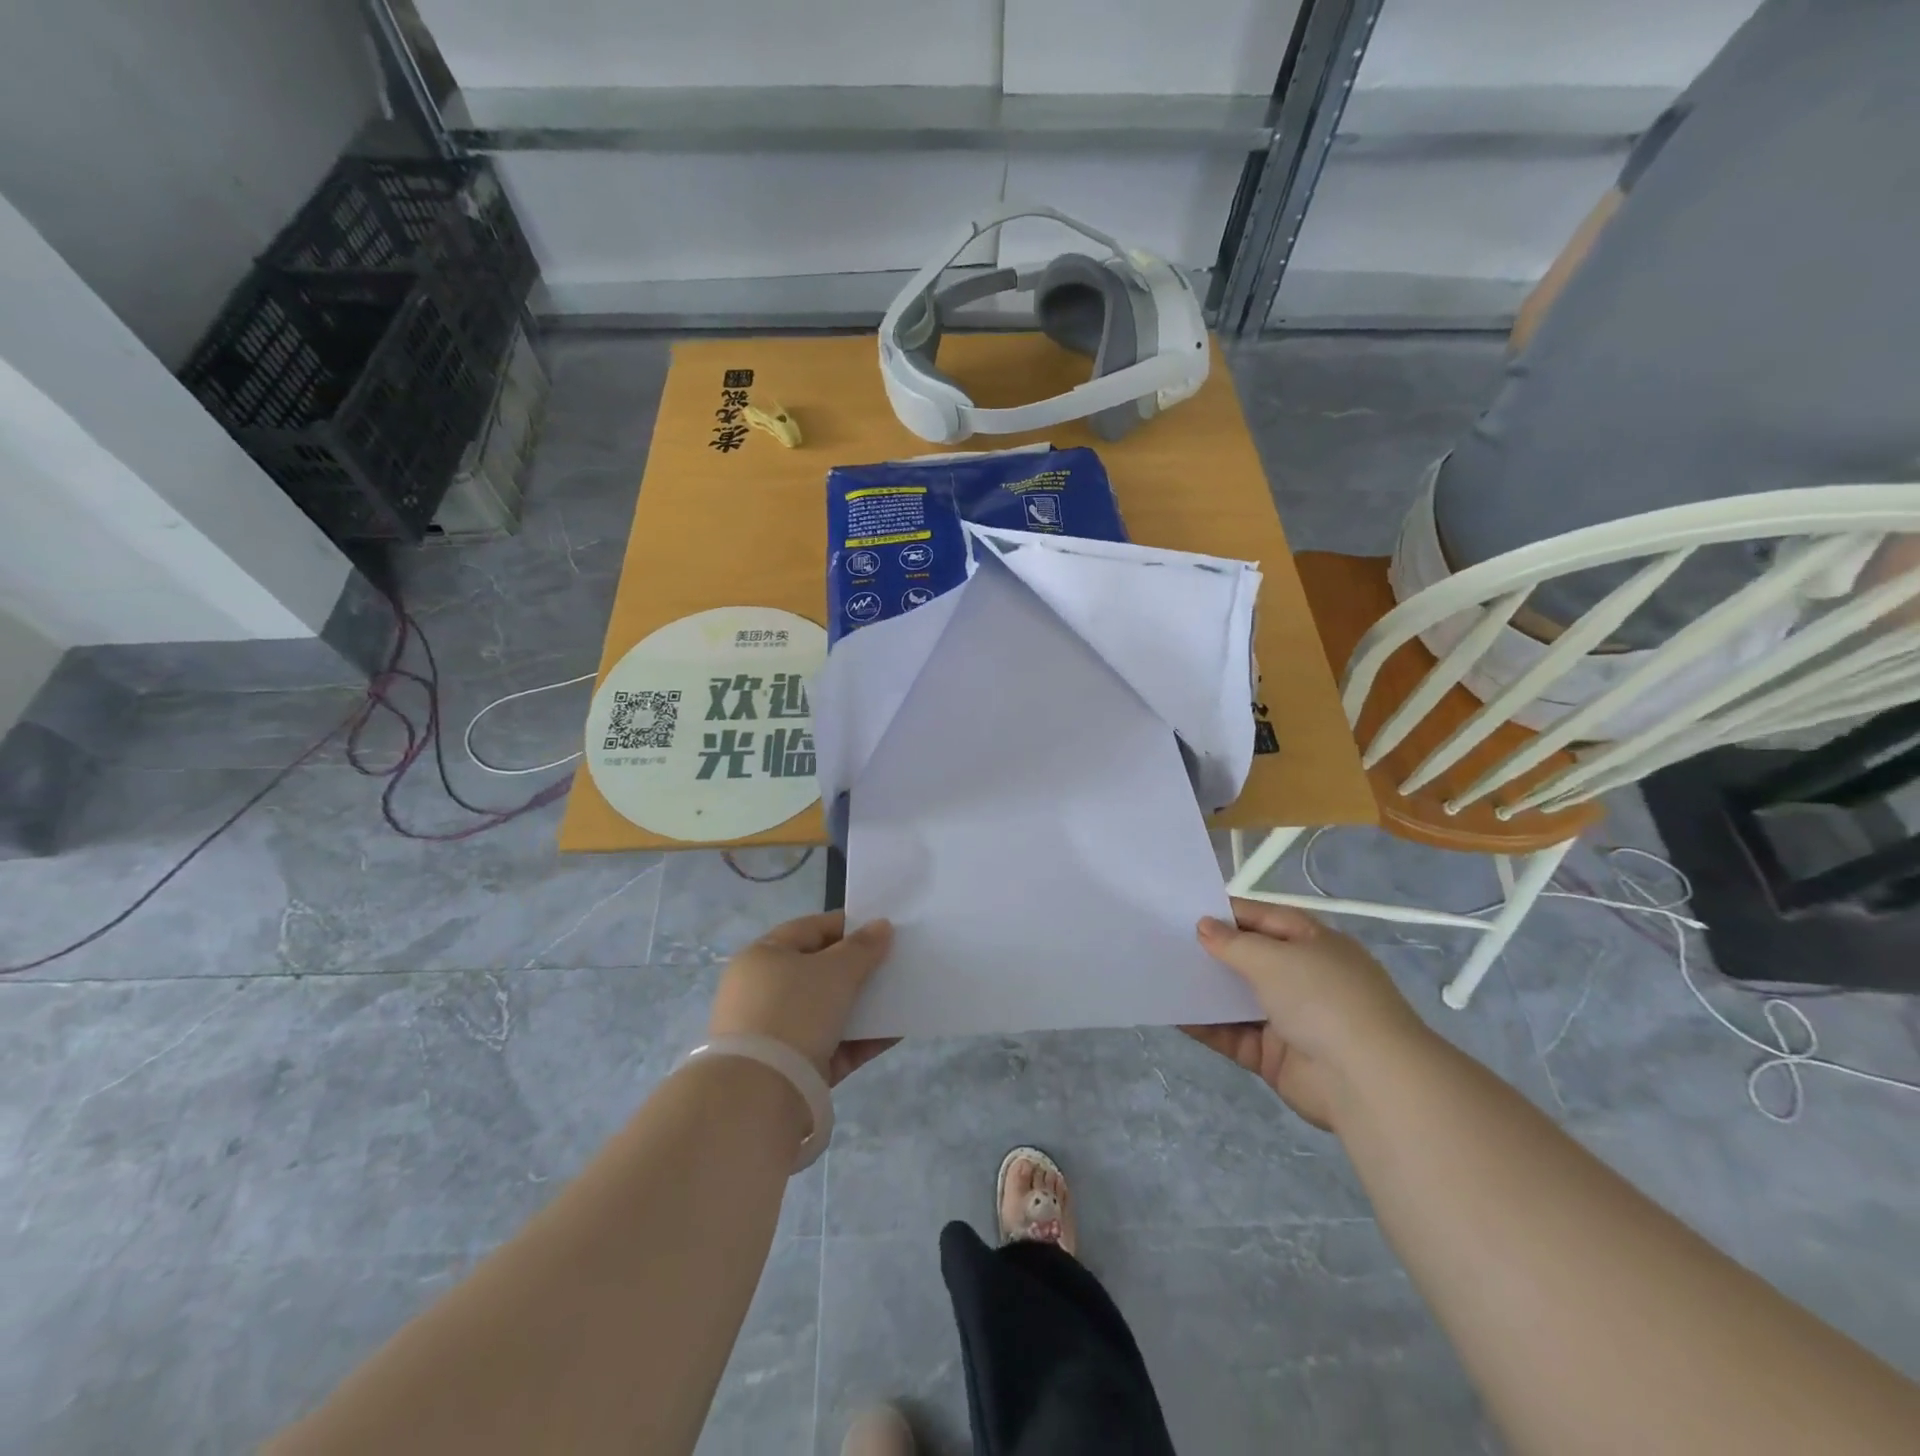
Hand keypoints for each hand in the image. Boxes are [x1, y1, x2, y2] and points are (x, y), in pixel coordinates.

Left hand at [708, 911, 896, 1086]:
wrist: (761, 1094)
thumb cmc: (795, 1011)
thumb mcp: (835, 971)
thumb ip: (863, 947)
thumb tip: (881, 925)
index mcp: (763, 956)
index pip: (810, 929)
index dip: (848, 926)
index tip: (883, 929)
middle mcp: (764, 991)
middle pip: (820, 971)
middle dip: (859, 968)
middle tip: (895, 963)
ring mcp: (777, 1033)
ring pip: (829, 1010)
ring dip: (865, 1004)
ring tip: (901, 998)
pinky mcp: (793, 1068)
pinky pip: (835, 1045)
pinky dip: (862, 1039)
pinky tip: (896, 1033)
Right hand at [1183, 899, 1427, 1130]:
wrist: (1367, 1082)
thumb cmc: (1323, 999)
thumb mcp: (1274, 957)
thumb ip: (1233, 943)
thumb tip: (1203, 926)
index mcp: (1313, 943)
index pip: (1263, 917)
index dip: (1227, 912)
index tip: (1184, 909)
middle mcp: (1303, 977)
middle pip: (1249, 958)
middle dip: (1211, 951)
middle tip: (1164, 941)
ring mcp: (1289, 1018)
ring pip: (1237, 998)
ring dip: (1205, 989)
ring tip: (1161, 974)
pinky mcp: (1274, 1055)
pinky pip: (1232, 1034)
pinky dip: (1205, 1025)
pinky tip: (1172, 1013)